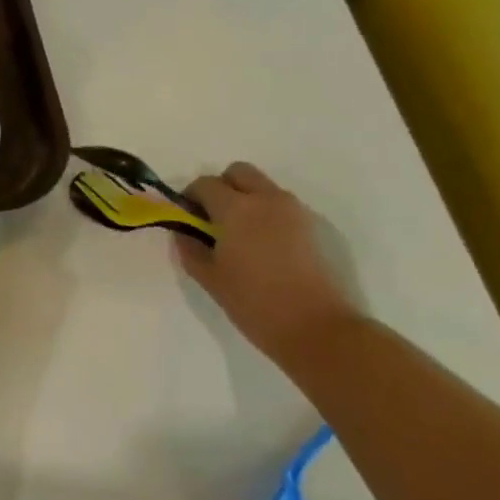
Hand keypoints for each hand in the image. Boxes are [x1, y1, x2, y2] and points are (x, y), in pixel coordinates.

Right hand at [177, 162, 358, 362]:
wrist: (316, 327)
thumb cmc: (253, 302)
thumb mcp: (209, 278)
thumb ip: (190, 248)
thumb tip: (183, 232)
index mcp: (236, 209)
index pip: (205, 184)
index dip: (190, 197)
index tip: (186, 218)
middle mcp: (267, 200)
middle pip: (239, 172)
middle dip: (221, 187)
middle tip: (211, 218)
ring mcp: (295, 211)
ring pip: (263, 187)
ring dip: (245, 199)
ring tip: (237, 235)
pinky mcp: (313, 226)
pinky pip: (281, 206)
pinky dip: (266, 214)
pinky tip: (261, 247)